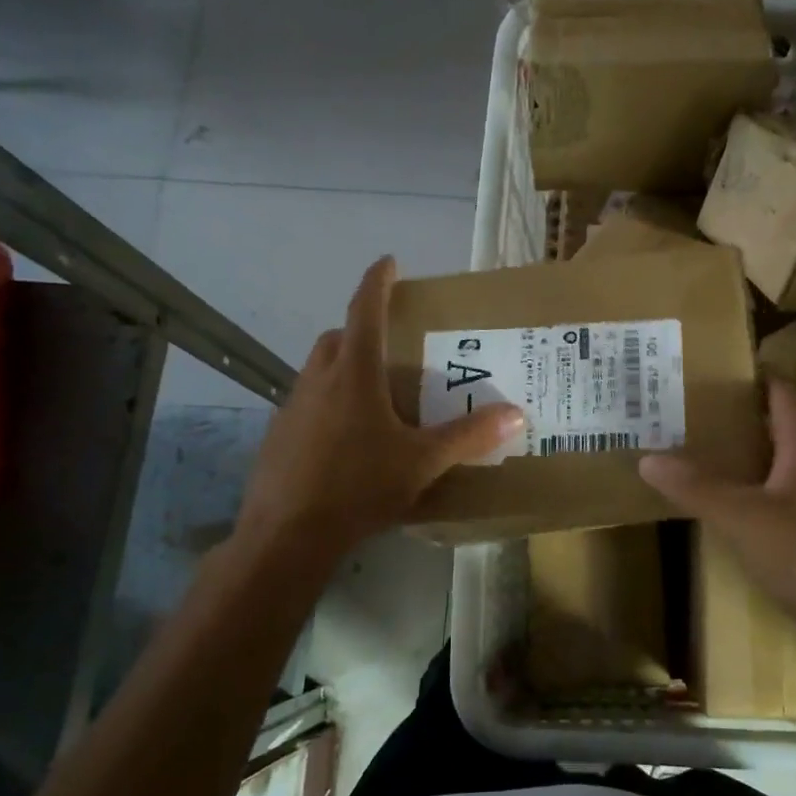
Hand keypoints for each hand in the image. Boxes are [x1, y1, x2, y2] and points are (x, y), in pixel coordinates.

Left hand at [229, 257, 522, 561]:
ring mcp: (292, 407)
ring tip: (375, 396)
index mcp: (354, 374)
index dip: (377, 282)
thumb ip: (468, 436)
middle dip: (360, 329)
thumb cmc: (359, 486)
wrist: (287, 535)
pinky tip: (347, 439)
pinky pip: (307, 403)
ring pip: (319, 370)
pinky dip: (328, 403)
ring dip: (343, 367)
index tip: (388, 261)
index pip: (365, 311)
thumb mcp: (422, 462)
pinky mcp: (279, 436)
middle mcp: (318, 380)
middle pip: (337, 338)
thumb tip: (516, 413)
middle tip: (391, 345)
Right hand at [638, 378, 795, 663]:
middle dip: (764, 410)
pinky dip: (778, 481)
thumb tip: (648, 459)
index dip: (762, 377)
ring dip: (772, 446)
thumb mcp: (738, 516)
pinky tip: (755, 500)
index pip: (788, 394)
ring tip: (731, 447)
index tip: (729, 370)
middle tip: (722, 406)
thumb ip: (695, 486)